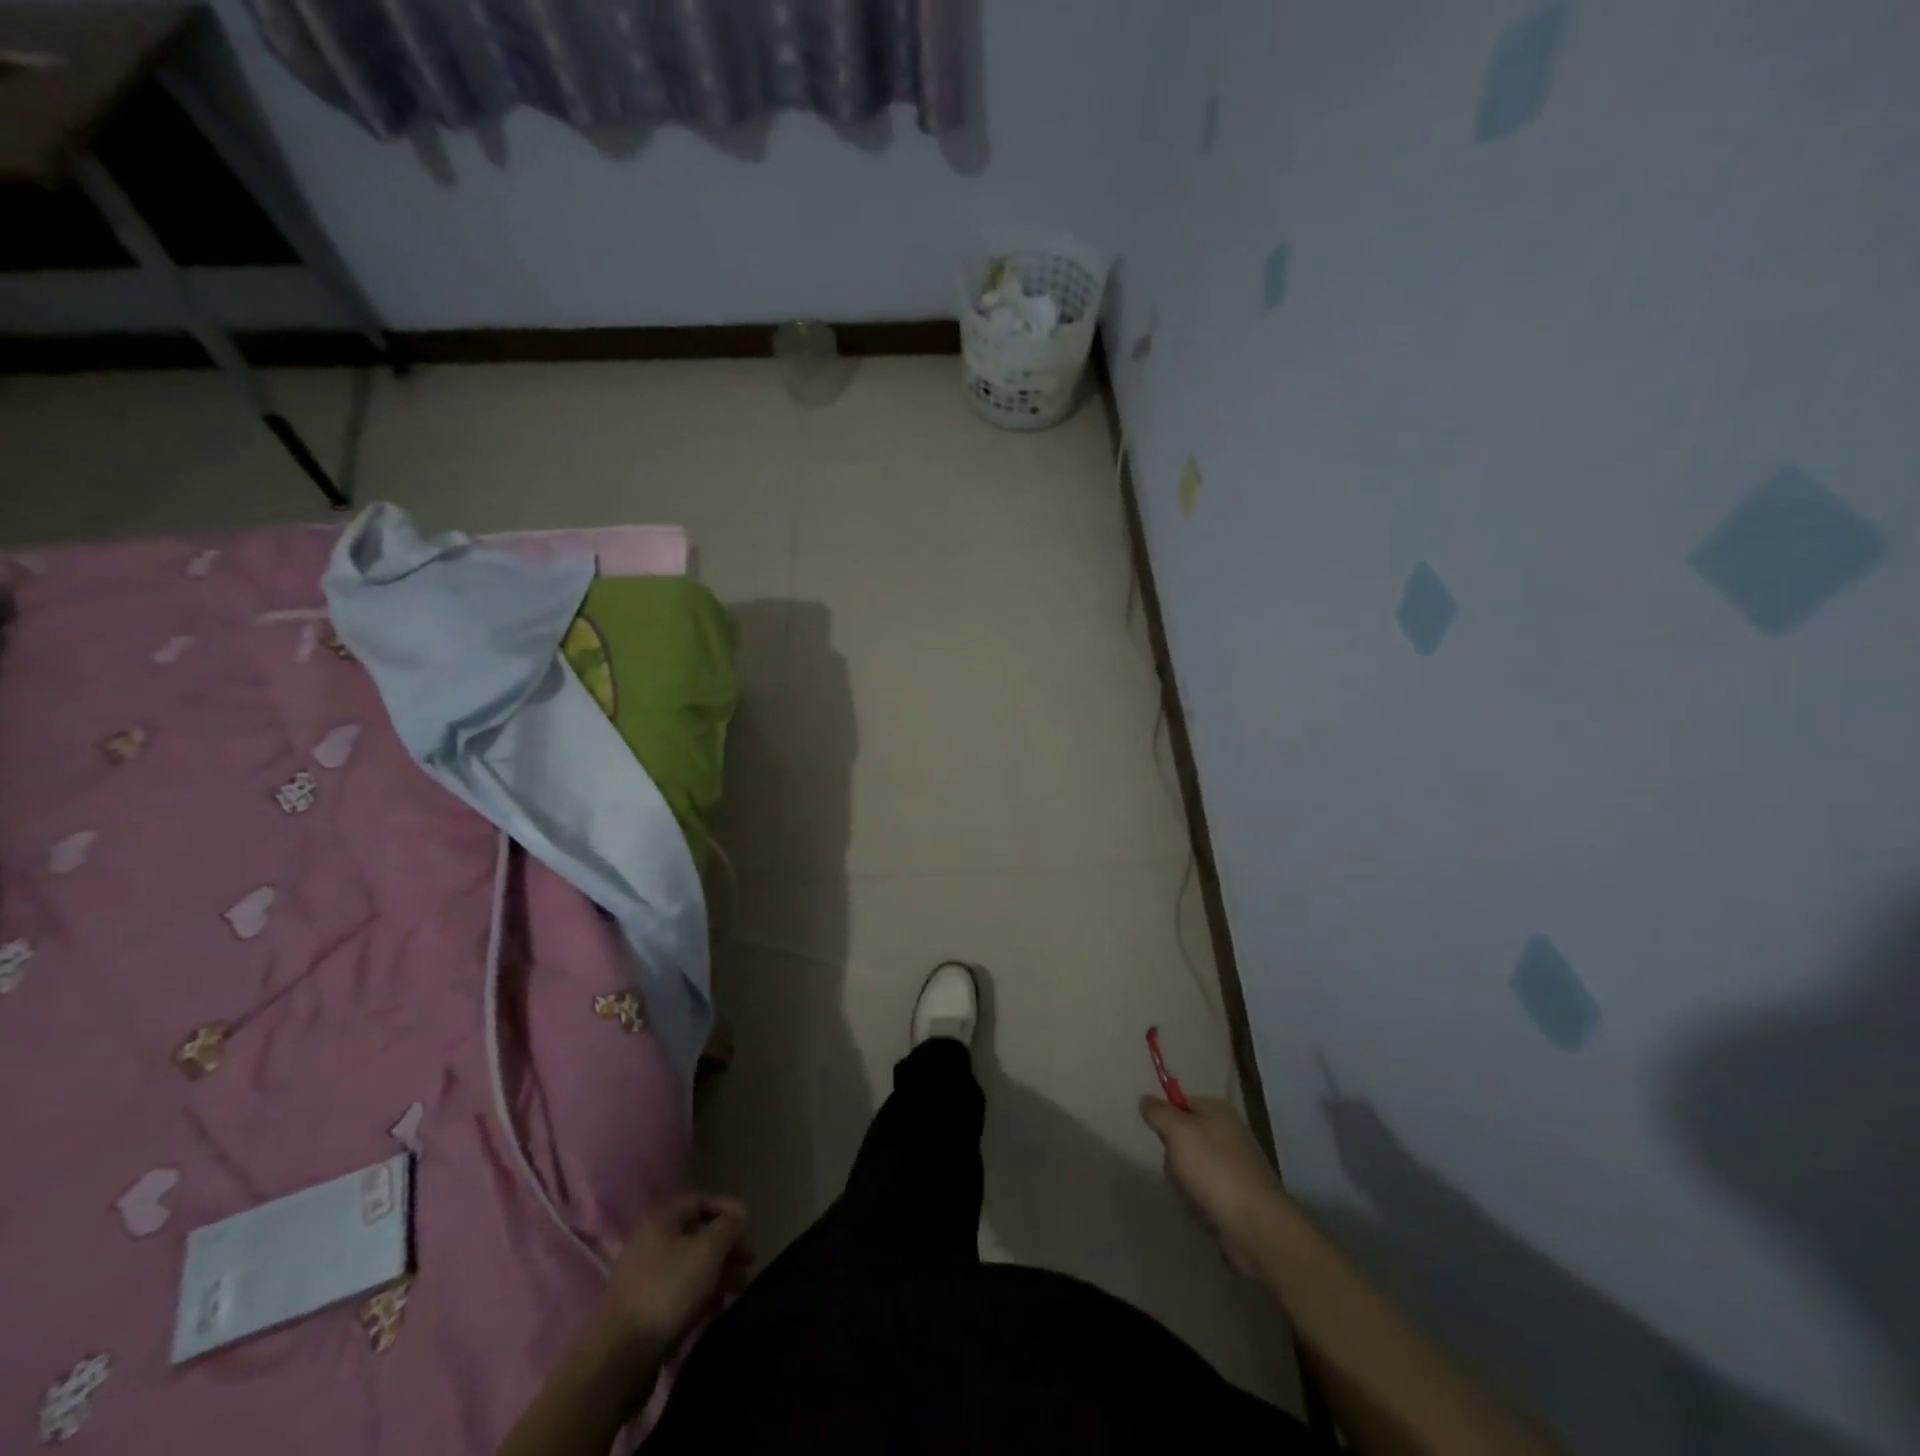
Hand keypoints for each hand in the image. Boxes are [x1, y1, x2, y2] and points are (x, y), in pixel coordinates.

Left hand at [603, 1192, 752, 1352]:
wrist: (620, 1357)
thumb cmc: (668, 1290)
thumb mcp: (708, 1249)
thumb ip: (728, 1227)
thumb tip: (737, 1219)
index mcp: (662, 1219)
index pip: (702, 1200)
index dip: (729, 1208)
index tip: (750, 1226)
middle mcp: (651, 1242)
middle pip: (698, 1234)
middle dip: (727, 1245)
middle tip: (750, 1262)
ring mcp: (645, 1277)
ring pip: (691, 1265)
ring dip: (719, 1272)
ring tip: (740, 1288)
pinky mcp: (644, 1309)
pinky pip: (680, 1291)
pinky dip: (701, 1294)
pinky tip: (717, 1308)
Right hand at [1141, 1095, 1291, 1277]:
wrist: (1257, 1228)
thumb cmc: (1214, 1171)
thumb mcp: (1178, 1132)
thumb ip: (1158, 1112)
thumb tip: (1145, 1100)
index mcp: (1218, 1111)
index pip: (1181, 1102)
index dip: (1166, 1117)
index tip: (1158, 1135)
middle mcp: (1229, 1132)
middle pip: (1184, 1135)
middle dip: (1174, 1155)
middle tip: (1176, 1168)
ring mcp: (1236, 1165)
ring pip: (1192, 1165)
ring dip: (1184, 1181)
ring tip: (1190, 1194)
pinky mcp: (1238, 1195)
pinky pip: (1205, 1190)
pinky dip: (1199, 1200)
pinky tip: (1202, 1209)